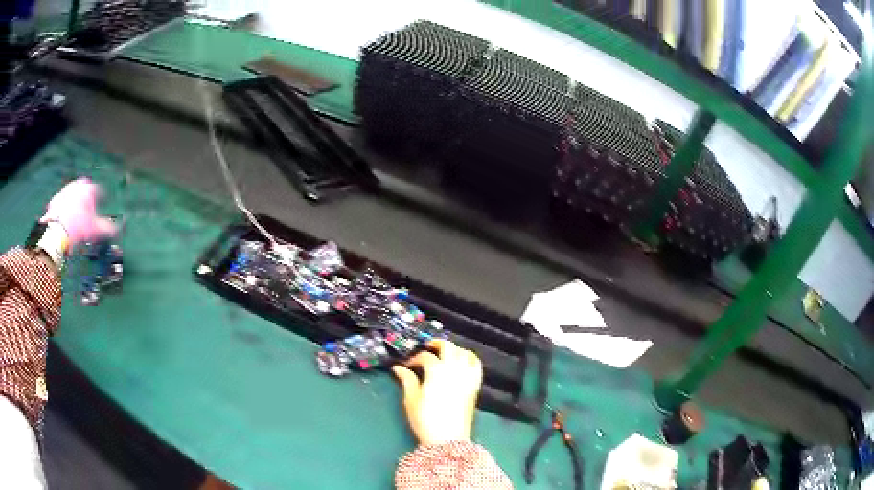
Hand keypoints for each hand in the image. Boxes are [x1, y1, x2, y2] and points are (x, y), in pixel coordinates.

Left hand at [40, 178, 116, 246]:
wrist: (58, 232)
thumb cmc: (79, 228)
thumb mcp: (96, 230)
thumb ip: (108, 228)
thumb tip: (118, 230)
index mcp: (88, 188)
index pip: (98, 190)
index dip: (102, 198)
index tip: (103, 203)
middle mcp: (76, 185)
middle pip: (84, 189)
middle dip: (86, 197)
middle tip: (88, 209)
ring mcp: (64, 191)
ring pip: (72, 195)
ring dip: (75, 203)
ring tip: (76, 216)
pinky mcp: (55, 201)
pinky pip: (61, 203)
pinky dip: (64, 209)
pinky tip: (65, 220)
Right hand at [392, 339, 482, 445]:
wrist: (448, 439)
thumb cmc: (426, 420)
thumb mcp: (411, 400)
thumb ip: (407, 380)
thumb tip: (399, 368)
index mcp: (437, 372)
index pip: (426, 357)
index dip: (415, 359)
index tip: (408, 365)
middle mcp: (454, 370)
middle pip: (448, 347)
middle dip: (437, 344)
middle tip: (427, 348)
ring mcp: (467, 377)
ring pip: (464, 352)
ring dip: (454, 349)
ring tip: (444, 353)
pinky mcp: (474, 386)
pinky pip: (476, 365)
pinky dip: (470, 359)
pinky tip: (462, 361)